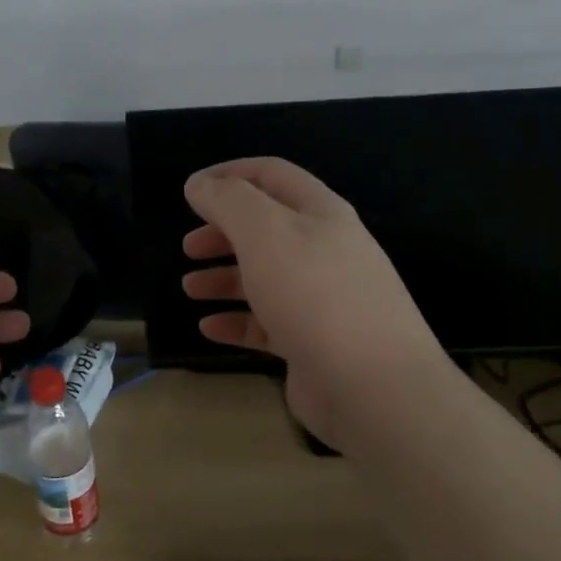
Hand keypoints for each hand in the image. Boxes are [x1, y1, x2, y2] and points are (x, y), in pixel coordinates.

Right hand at [180, 158, 446, 449]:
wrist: (372, 385)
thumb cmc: (314, 294)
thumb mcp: (265, 233)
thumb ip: (228, 201)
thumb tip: (200, 183)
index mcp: (320, 213)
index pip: (272, 176)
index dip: (230, 174)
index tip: (192, 190)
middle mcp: (324, 251)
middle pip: (266, 229)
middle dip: (223, 232)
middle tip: (188, 247)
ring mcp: (321, 300)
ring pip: (265, 277)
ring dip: (224, 278)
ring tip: (190, 288)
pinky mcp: (313, 343)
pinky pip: (267, 324)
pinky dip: (237, 321)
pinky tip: (209, 327)